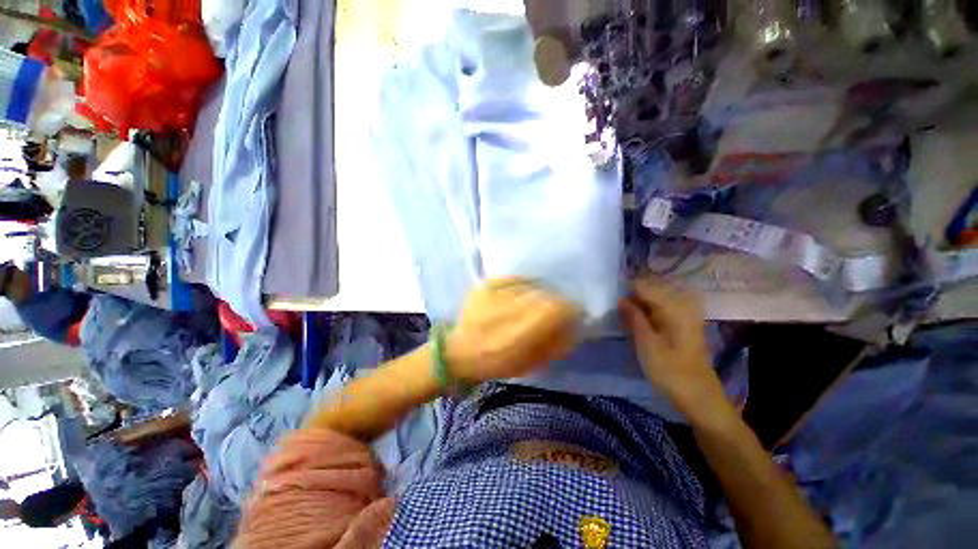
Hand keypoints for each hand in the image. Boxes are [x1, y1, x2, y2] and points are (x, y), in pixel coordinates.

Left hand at [447, 277, 581, 383]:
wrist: (457, 351)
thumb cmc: (494, 364)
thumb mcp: (528, 365)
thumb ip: (555, 346)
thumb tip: (574, 328)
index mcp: (519, 334)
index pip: (556, 309)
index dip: (570, 310)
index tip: (572, 314)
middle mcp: (509, 309)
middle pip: (545, 296)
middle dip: (555, 303)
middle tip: (553, 311)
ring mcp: (495, 293)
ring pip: (531, 287)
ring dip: (539, 295)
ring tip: (534, 305)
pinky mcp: (486, 285)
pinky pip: (514, 279)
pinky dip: (524, 285)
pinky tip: (523, 294)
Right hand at [619, 276, 721, 411]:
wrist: (698, 397)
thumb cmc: (670, 371)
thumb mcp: (646, 343)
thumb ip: (633, 317)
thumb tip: (620, 297)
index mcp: (674, 307)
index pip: (644, 286)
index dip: (626, 290)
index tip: (612, 300)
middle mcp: (681, 305)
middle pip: (650, 290)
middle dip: (632, 297)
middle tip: (618, 312)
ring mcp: (684, 315)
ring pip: (654, 300)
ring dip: (638, 306)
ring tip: (625, 318)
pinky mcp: (682, 325)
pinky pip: (660, 310)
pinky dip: (646, 313)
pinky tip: (638, 323)